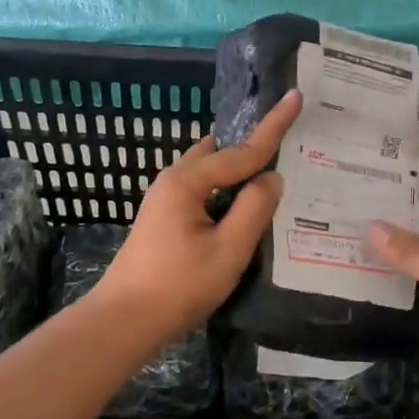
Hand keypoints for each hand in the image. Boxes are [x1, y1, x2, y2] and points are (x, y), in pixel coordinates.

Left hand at [91, 90, 303, 343]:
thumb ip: (254, 209)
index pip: (241, 150)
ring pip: (210, 174)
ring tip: (273, 177)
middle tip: (288, 145)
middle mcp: (174, 181)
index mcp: (188, 181)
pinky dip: (226, 192)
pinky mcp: (164, 220)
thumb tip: (272, 177)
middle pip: (221, 153)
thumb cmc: (177, 286)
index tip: (295, 97)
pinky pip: (203, 192)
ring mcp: (165, 200)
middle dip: (252, 147)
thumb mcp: (228, 250)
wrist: (123, 321)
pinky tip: (245, 209)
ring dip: (239, 173)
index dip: (273, 127)